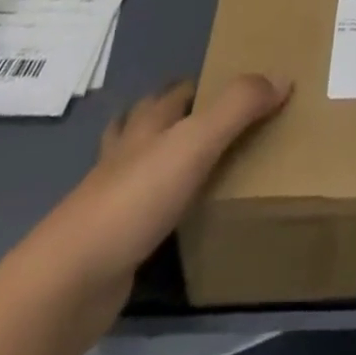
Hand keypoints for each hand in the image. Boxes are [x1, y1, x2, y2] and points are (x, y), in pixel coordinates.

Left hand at [0, 73, 288, 354]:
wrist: (72, 278)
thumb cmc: (136, 196)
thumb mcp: (197, 141)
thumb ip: (239, 106)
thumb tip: (284, 76)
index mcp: (148, 121)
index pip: (176, 90)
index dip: (200, 83)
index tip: (229, 85)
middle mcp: (129, 150)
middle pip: (150, 120)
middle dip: (175, 115)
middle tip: (216, 121)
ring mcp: (113, 195)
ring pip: (140, 162)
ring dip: (161, 157)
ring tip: (195, 164)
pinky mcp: (111, 239)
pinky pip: (141, 210)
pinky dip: (157, 204)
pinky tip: (174, 216)